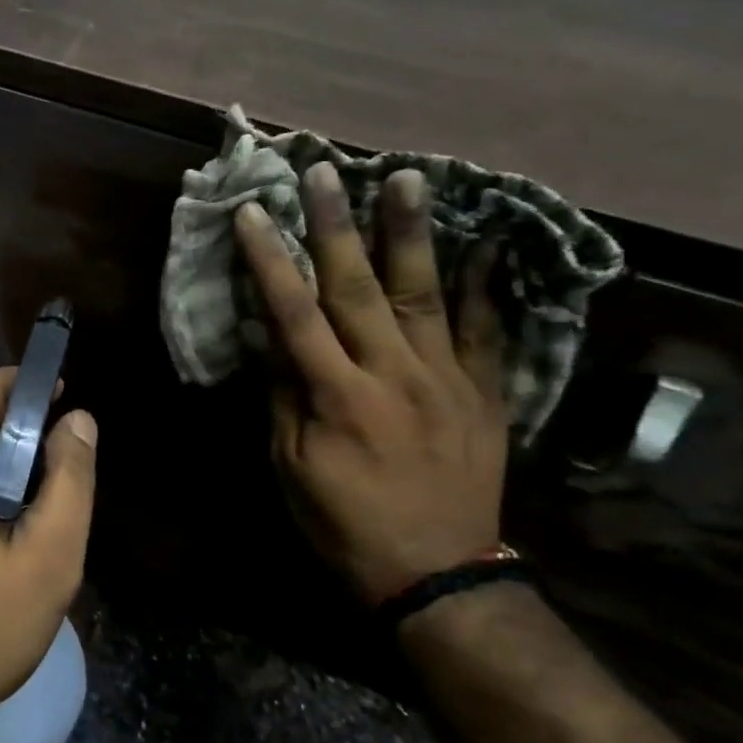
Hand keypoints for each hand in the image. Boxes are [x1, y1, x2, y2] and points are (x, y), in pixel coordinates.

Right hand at [234, 165, 506, 603]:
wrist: (438, 572)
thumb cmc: (344, 522)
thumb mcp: (291, 466)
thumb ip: (282, 394)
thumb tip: (270, 336)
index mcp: (336, 395)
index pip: (294, 312)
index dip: (270, 259)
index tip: (253, 212)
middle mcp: (392, 374)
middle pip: (357, 287)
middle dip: (336, 224)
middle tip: (325, 170)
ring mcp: (446, 379)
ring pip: (425, 293)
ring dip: (411, 232)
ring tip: (409, 177)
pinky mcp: (484, 392)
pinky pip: (488, 331)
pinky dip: (487, 285)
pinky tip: (487, 242)